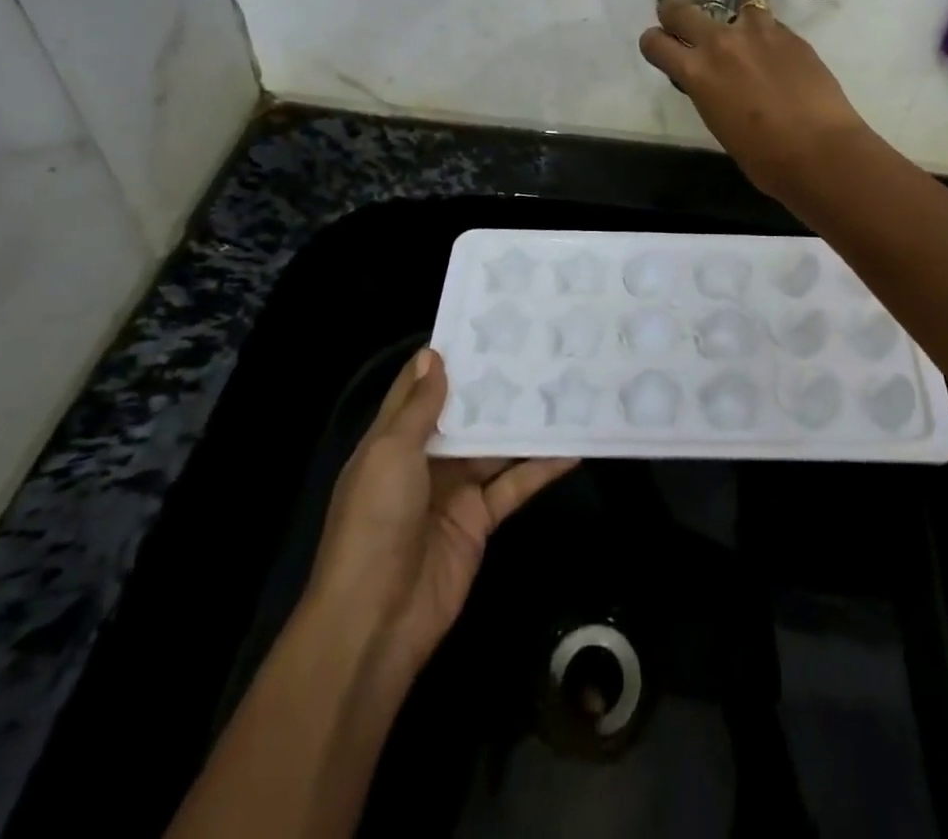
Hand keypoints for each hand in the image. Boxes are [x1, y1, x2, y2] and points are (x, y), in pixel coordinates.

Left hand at [299, 349, 576, 685]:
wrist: (376, 620)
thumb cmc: (375, 523)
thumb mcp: (390, 455)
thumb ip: (418, 407)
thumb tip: (433, 353)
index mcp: (393, 441)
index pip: (420, 390)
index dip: (448, 359)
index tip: (484, 326)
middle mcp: (425, 460)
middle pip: (465, 415)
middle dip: (495, 388)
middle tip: (538, 349)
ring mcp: (455, 491)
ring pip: (495, 447)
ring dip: (524, 424)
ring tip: (564, 387)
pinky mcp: (481, 519)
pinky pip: (514, 484)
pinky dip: (542, 467)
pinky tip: (573, 447)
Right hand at [639, 0, 874, 199]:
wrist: (820, 150)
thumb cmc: (764, 158)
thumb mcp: (719, 124)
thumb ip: (709, 92)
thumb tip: (715, 82)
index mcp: (695, 73)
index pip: (655, 42)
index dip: (654, 44)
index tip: (661, 49)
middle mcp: (720, 43)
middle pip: (680, 9)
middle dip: (675, 14)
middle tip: (683, 26)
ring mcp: (758, 32)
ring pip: (734, 7)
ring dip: (733, 23)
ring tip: (747, 44)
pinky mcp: (790, 34)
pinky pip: (768, 24)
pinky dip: (766, 37)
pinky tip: (779, 59)